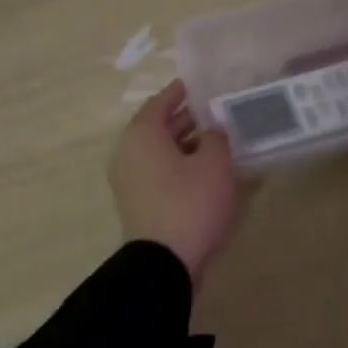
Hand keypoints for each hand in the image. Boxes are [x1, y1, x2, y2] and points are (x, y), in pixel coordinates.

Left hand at [110, 80, 241, 284]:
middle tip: (217, 112)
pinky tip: (208, 172)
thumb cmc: (190, 202)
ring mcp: (130, 181)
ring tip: (219, 141)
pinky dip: (181, 167)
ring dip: (187, 145)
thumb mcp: (215, 163)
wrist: (164, 263)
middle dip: (187, 119)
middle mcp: (129, 153)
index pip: (161, 101)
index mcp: (141, 134)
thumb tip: (213, 131)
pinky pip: (161, 174)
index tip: (200, 85)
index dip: (181, 92)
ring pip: (161, 153)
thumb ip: (217, 138)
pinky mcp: (139, 204)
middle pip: (159, 127)